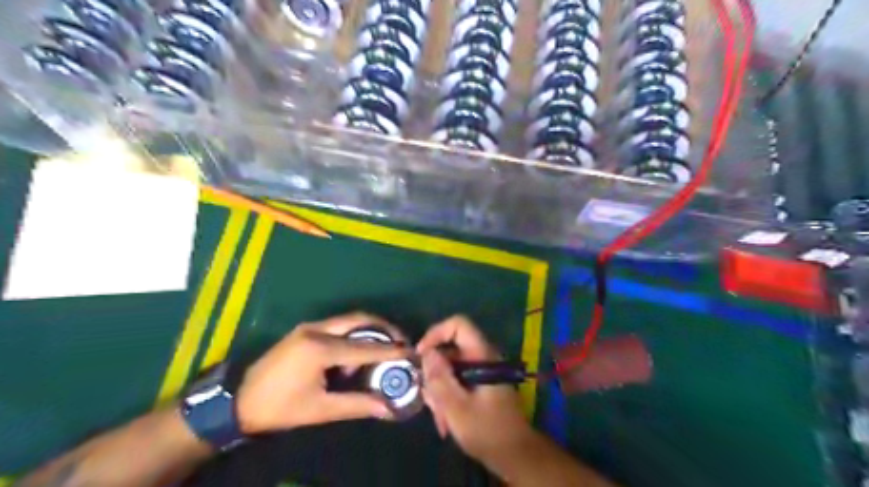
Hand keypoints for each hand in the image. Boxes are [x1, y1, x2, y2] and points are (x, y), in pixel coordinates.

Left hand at [234, 314, 410, 434]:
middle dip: (384, 329)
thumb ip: (357, 405)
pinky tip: (354, 356)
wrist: (238, 402)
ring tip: (382, 351)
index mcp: (319, 348)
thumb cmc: (280, 408)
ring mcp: (309, 327)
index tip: (411, 352)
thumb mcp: (320, 410)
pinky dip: (353, 336)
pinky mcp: (305, 331)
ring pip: (348, 321)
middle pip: (359, 320)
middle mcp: (316, 330)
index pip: (364, 347)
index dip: (391, 351)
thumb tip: (387, 407)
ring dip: (368, 331)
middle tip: (401, 342)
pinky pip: (337, 327)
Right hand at [415, 317, 532, 463]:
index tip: (421, 356)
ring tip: (440, 417)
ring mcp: (481, 371)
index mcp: (482, 356)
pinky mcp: (479, 384)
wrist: (516, 455)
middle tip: (428, 398)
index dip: (436, 333)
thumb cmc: (488, 431)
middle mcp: (483, 358)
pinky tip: (445, 420)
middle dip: (434, 372)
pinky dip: (447, 396)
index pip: (459, 325)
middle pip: (450, 349)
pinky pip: (456, 380)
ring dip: (440, 390)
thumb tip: (427, 354)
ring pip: (450, 367)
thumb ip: (440, 380)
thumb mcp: (457, 408)